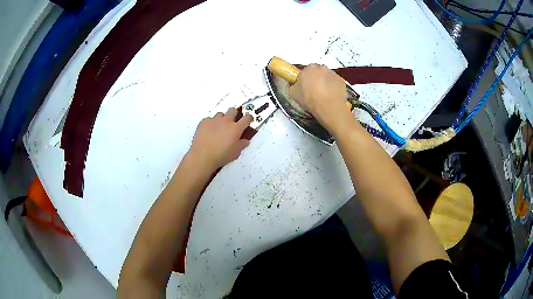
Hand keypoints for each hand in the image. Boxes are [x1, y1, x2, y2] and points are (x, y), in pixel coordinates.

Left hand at [188, 108, 252, 170]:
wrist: (202, 156)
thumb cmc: (221, 156)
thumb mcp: (235, 153)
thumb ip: (242, 145)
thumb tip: (245, 141)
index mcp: (236, 128)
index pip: (247, 118)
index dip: (249, 118)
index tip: (248, 121)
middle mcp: (226, 121)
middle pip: (233, 110)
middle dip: (234, 115)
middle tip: (232, 123)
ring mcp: (214, 120)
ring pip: (220, 114)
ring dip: (222, 119)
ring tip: (219, 128)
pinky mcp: (204, 121)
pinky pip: (209, 119)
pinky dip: (210, 123)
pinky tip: (208, 131)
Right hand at [289, 64, 351, 132]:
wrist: (329, 107)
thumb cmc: (309, 99)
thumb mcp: (293, 93)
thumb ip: (294, 85)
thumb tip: (296, 85)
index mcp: (309, 68)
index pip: (306, 70)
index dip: (305, 79)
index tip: (305, 87)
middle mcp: (322, 67)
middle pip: (318, 72)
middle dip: (316, 80)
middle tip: (314, 92)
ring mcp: (333, 74)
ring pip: (327, 77)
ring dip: (325, 84)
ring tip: (323, 96)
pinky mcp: (342, 81)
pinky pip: (336, 83)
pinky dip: (334, 88)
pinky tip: (331, 97)